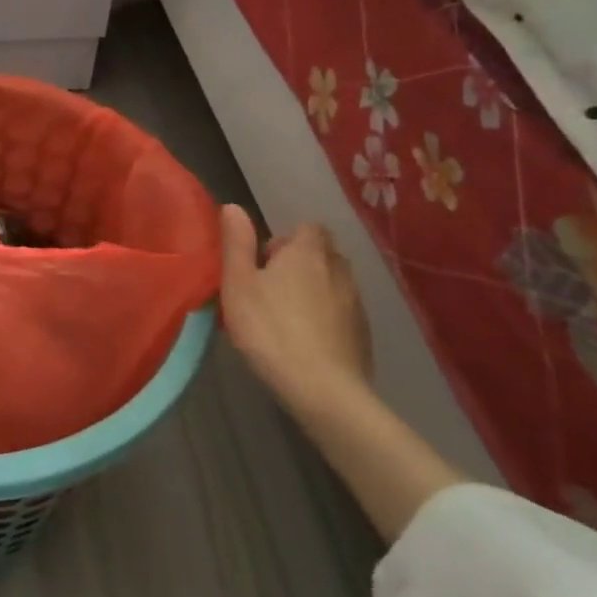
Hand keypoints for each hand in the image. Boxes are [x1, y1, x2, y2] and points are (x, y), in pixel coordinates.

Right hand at [219, 206, 372, 415]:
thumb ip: (236, 243)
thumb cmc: (271, 330)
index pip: (307, 227)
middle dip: (301, 263)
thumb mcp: (238, 284)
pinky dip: (328, 317)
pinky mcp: (363, 334)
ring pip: (334, 283)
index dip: (286, 239)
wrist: (323, 390)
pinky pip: (343, 312)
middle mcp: (338, 270)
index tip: (265, 261)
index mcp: (307, 253)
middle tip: (272, 287)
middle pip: (323, 254)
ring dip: (315, 290)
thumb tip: (233, 206)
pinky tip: (308, 341)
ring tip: (288, 315)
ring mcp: (356, 303)